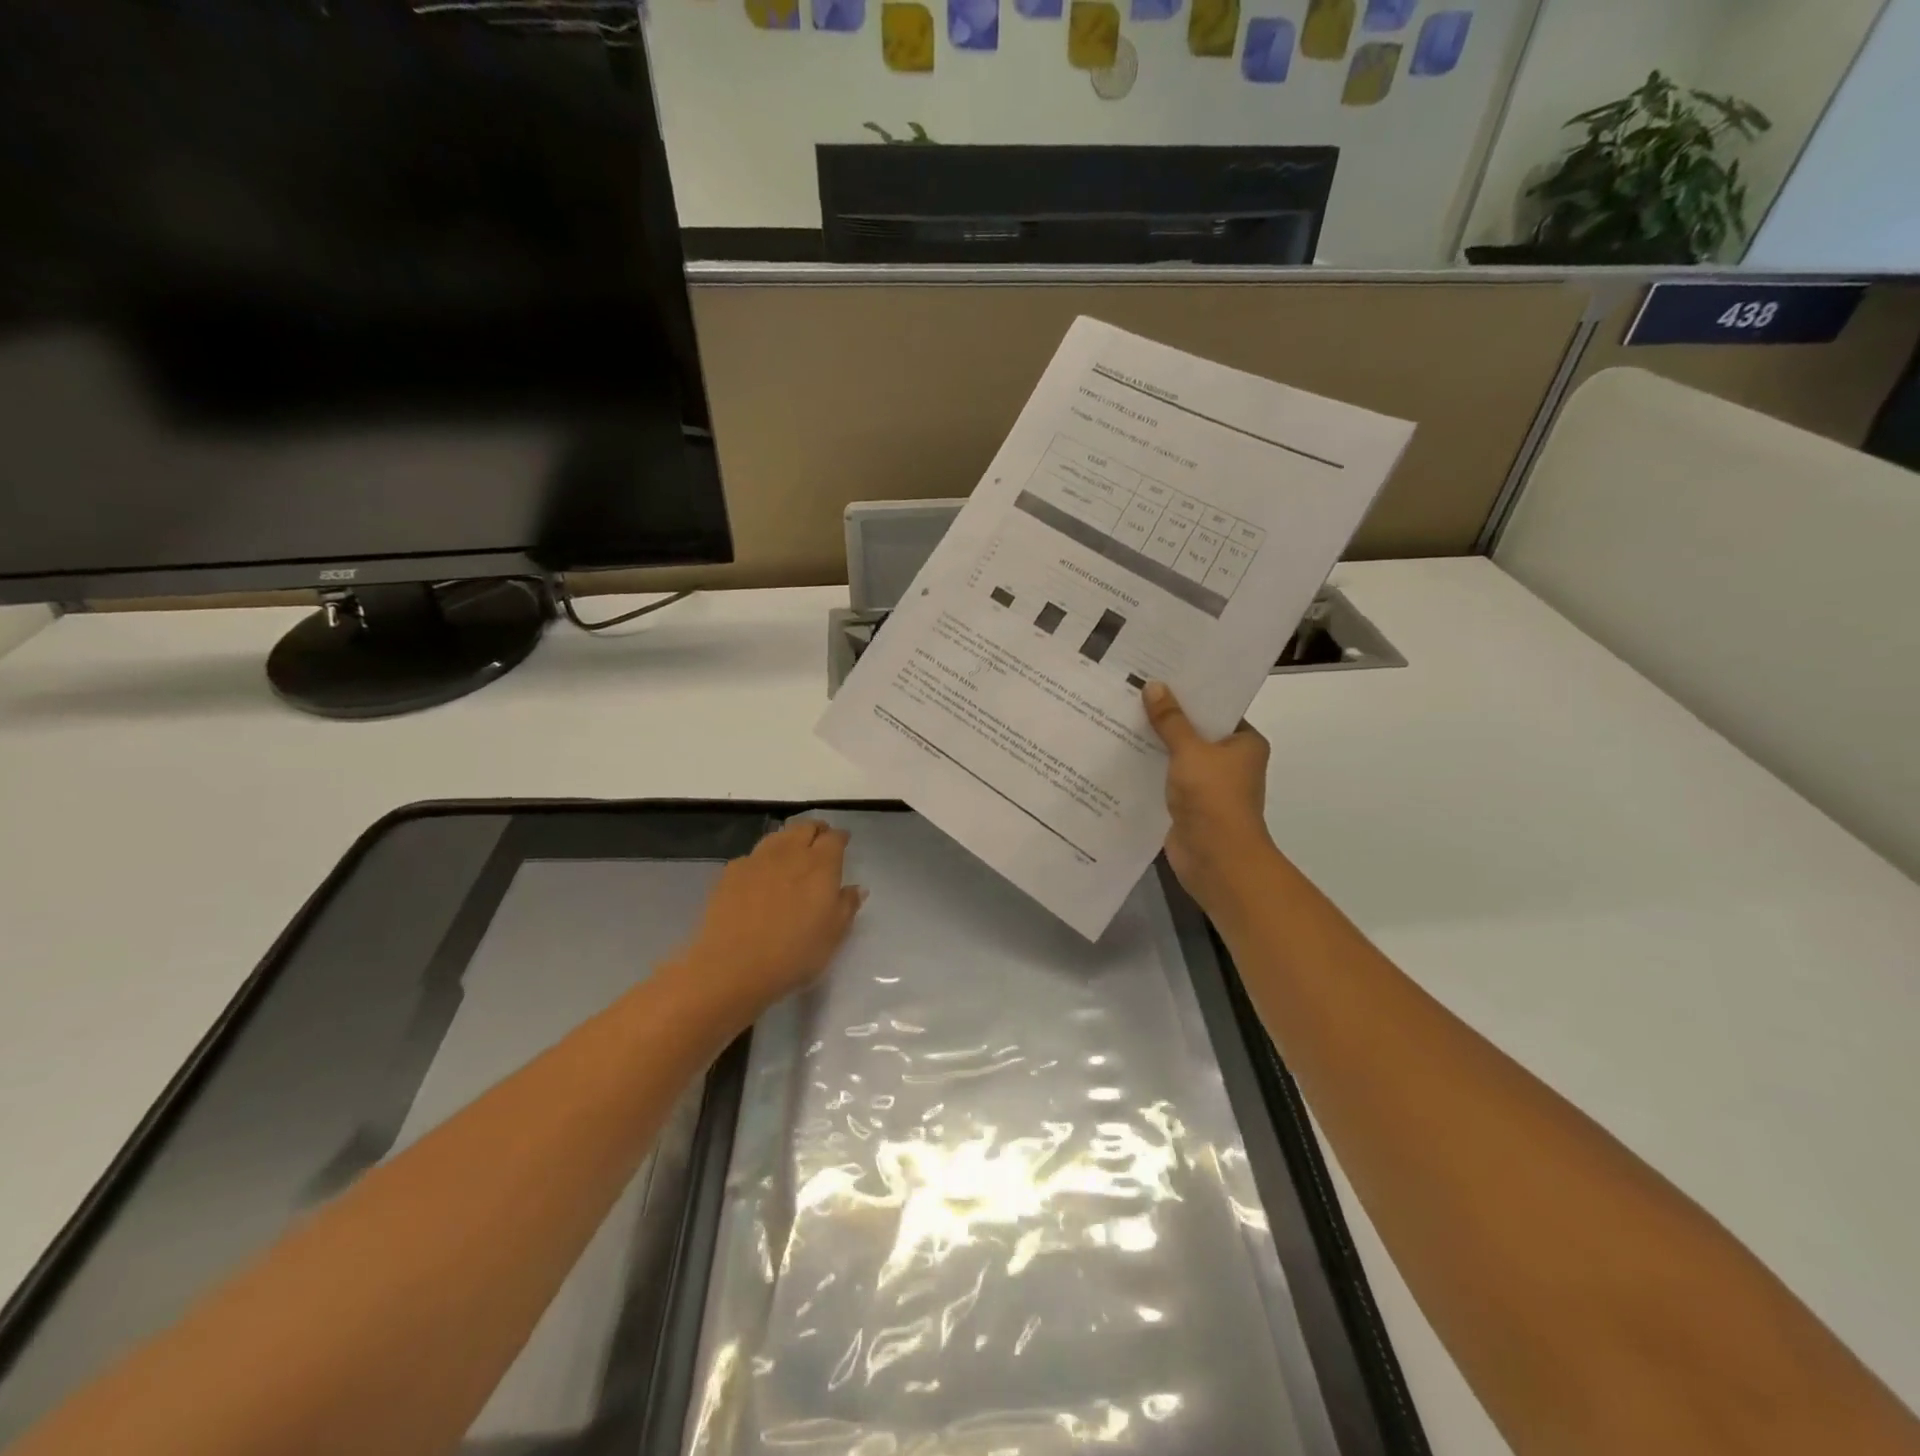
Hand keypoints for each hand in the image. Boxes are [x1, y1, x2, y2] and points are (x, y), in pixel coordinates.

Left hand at [673, 820, 864, 1027]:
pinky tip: (761, 875)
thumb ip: (847, 906)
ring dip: (789, 839)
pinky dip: (763, 859)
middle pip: (805, 827)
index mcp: (820, 865)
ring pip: (778, 836)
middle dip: (815, 830)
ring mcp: (757, 859)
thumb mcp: (833, 935)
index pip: (834, 838)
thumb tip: (856, 888)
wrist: (732, 966)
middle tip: (819, 841)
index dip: (840, 837)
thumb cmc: (793, 954)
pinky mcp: (731, 872)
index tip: (843, 843)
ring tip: (792, 852)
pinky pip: (753, 855)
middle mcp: (790, 853)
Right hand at [1143, 681, 1279, 924]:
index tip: (1161, 674)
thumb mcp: (1190, 751)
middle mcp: (1230, 761)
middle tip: (1133, 690)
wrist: (1216, 859)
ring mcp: (1209, 785)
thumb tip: (1154, 686)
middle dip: (1167, 717)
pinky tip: (1121, 753)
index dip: (1191, 692)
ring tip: (1120, 716)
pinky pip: (1166, 778)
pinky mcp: (1188, 804)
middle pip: (1195, 731)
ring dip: (1154, 743)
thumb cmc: (1214, 798)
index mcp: (1245, 743)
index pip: (1217, 709)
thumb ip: (1171, 720)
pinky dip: (1149, 769)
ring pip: (1178, 755)